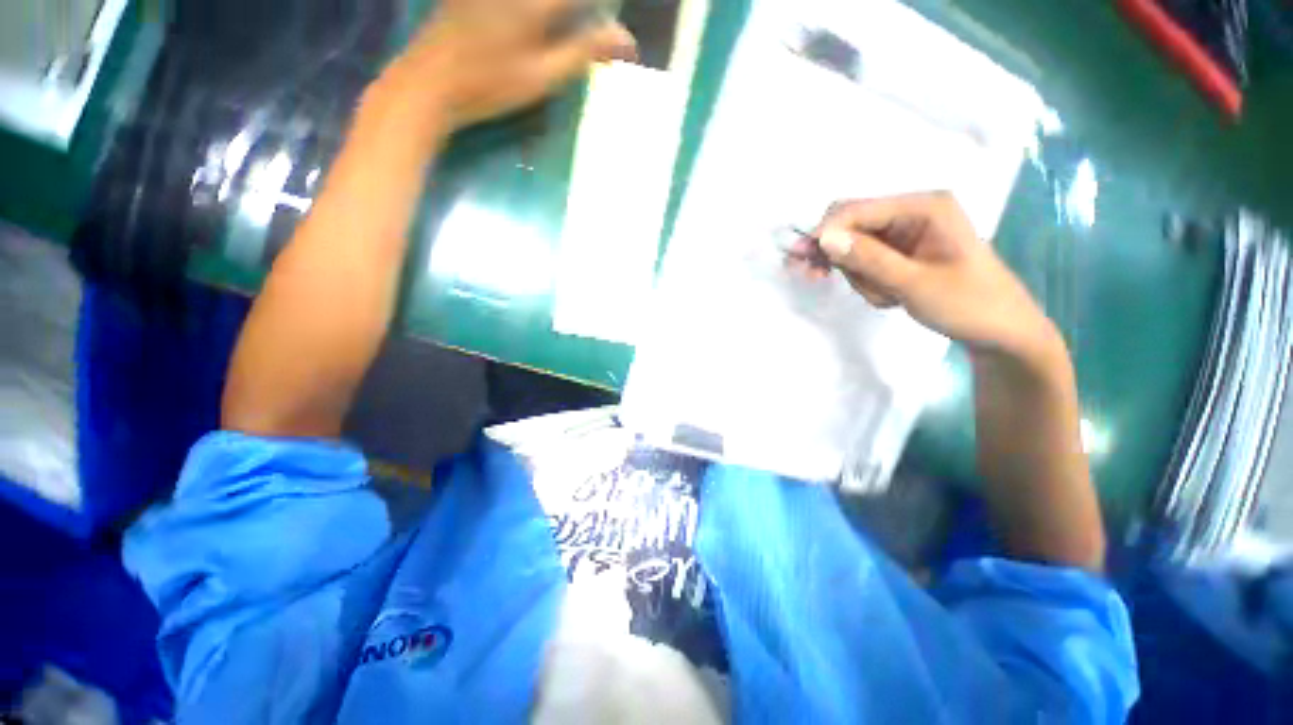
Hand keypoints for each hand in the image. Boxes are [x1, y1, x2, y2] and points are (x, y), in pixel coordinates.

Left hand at [397, 0, 636, 129]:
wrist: (431, 82)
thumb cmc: (491, 85)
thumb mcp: (543, 76)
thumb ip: (583, 52)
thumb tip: (625, 40)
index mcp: (535, 1)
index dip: (603, 9)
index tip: (616, 35)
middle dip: (583, 9)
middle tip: (593, 25)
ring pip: (543, 0)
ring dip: (562, 11)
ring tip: (568, 25)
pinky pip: (520, 0)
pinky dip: (537, 11)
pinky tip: (540, 24)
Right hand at [809, 192, 1062, 365]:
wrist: (999, 332)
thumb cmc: (968, 304)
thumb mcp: (915, 283)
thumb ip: (869, 259)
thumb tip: (824, 239)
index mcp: (923, 207)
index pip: (857, 210)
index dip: (825, 232)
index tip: (803, 262)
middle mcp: (911, 213)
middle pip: (850, 226)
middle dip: (839, 256)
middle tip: (817, 279)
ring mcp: (905, 234)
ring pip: (853, 249)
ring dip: (858, 277)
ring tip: (886, 297)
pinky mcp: (900, 253)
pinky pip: (865, 263)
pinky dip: (867, 282)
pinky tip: (888, 296)